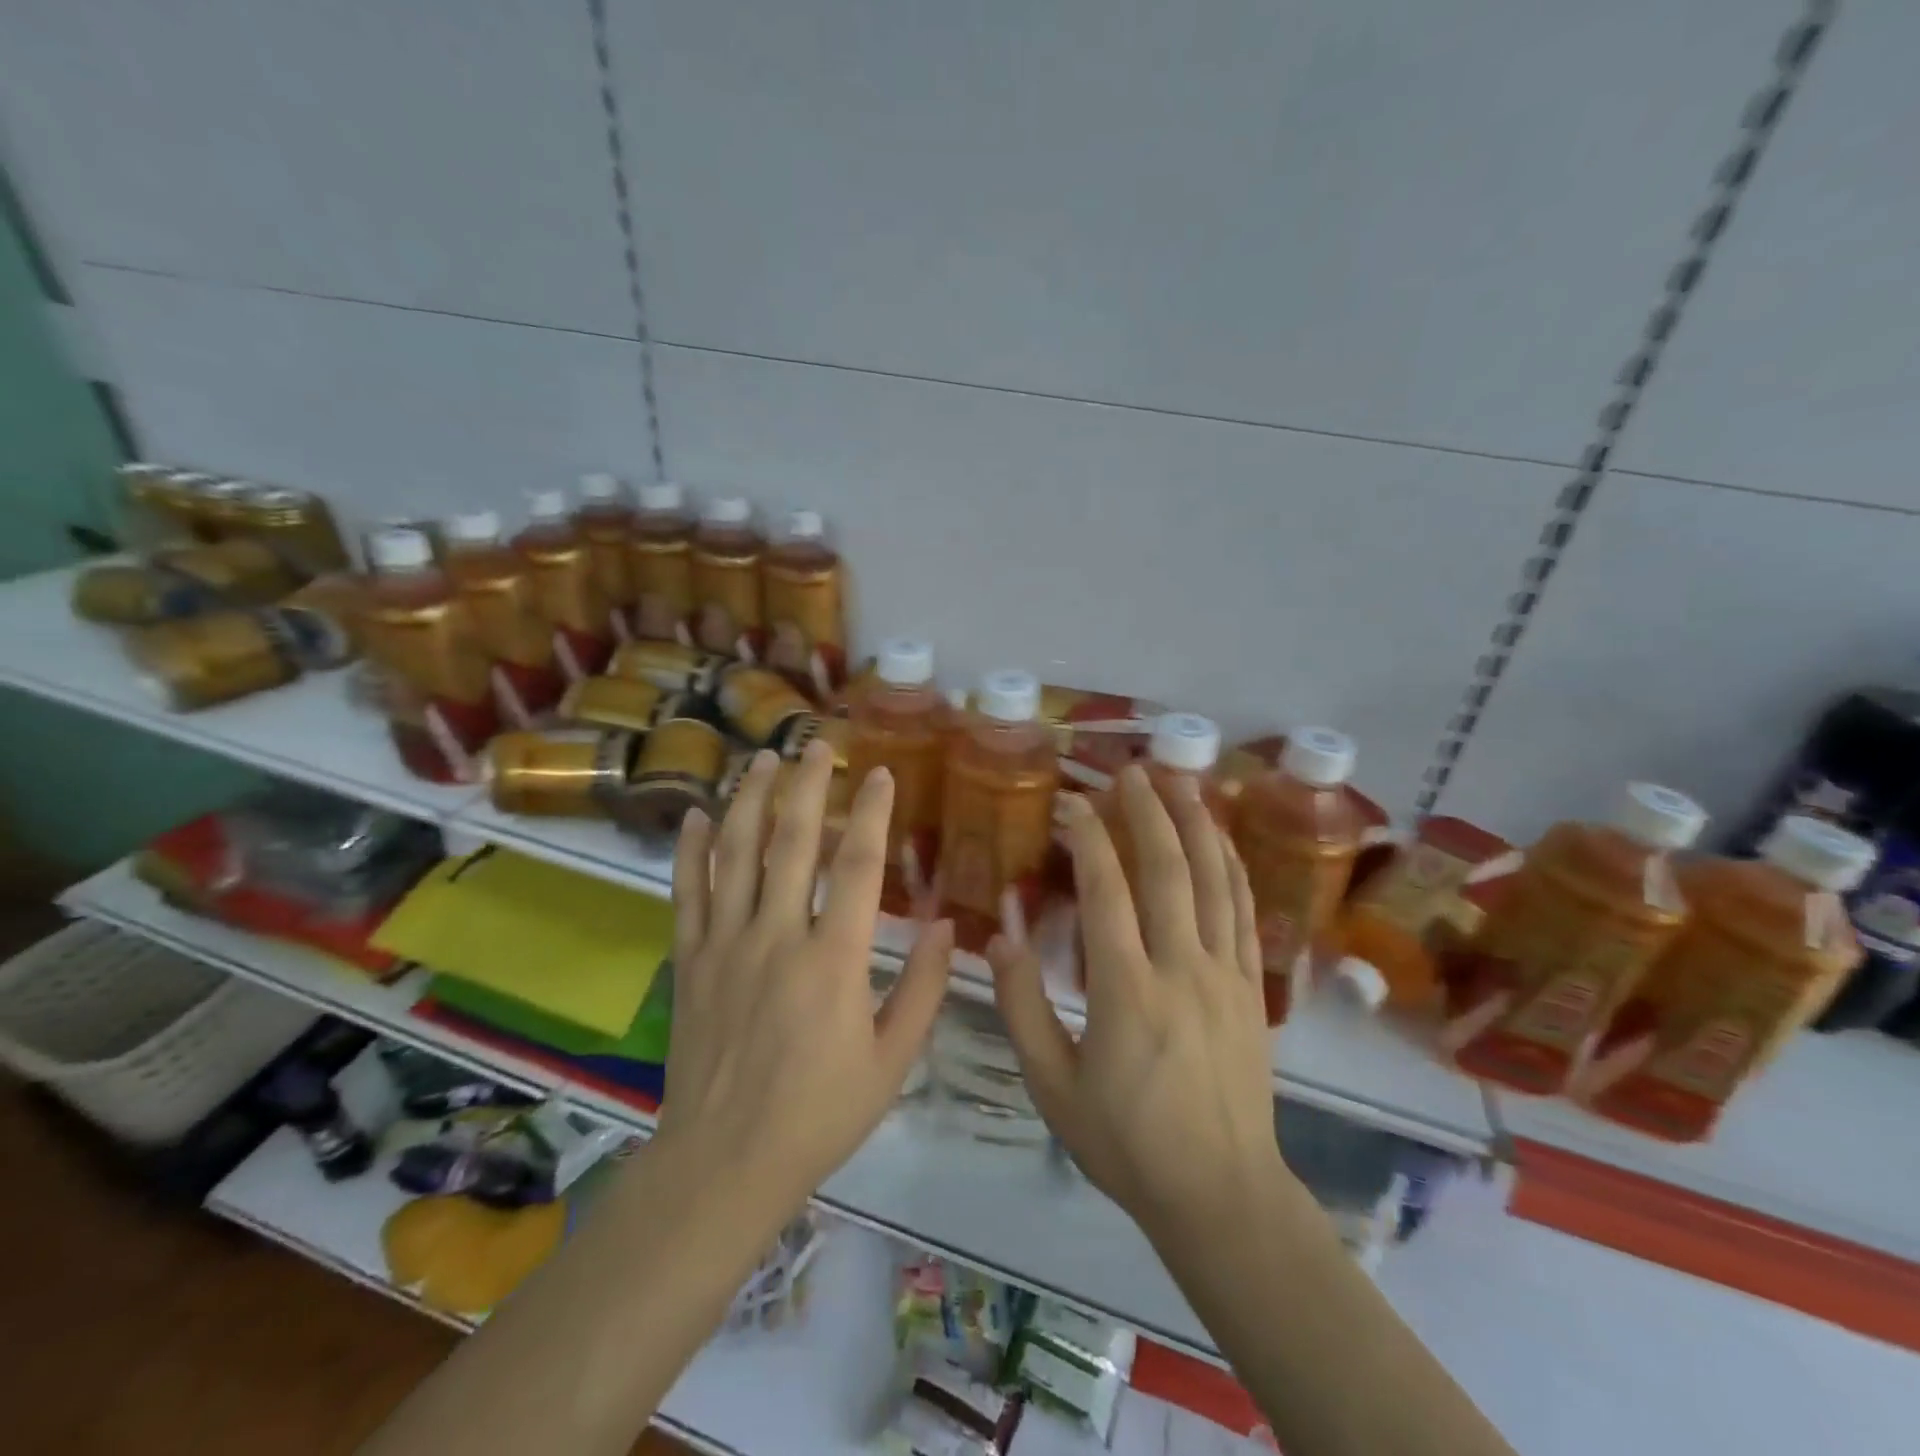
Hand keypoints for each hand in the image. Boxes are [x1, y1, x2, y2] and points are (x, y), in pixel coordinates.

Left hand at [660, 739, 954, 1214]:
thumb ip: (923, 990)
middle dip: (808, 786)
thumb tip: (948, 929)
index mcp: (833, 959)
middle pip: (792, 842)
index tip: (881, 774)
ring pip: (735, 854)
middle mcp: (777, 936)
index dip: (872, 813)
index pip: (858, 866)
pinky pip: (687, 893)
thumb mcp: (891, 1061)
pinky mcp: (690, 960)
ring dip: (750, 800)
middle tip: (818, 745)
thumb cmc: (819, 1113)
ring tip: (763, 760)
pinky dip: (690, 850)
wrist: (724, 1162)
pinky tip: (695, 814)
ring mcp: (726, 944)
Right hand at [988, 767, 1297, 1241]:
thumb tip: (999, 935)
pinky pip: (1244, 912)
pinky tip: (1221, 840)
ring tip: (1181, 781)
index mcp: (1127, 991)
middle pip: (1168, 870)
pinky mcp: (1251, 988)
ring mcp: (1226, 975)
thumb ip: (1021, 1007)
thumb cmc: (1126, 1142)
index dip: (1089, 838)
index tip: (1072, 803)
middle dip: (1148, 812)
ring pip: (1214, 881)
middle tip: (1129, 771)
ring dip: (1196, 824)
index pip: (1108, 891)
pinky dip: (1232, 867)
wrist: (1220, 1193)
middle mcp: (1182, 968)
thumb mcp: (1052, 1086)